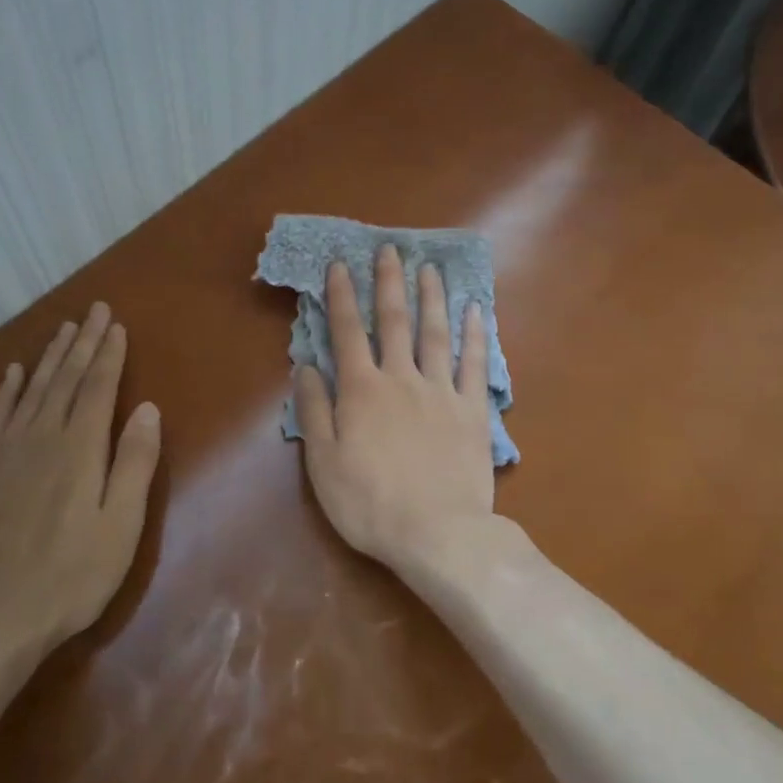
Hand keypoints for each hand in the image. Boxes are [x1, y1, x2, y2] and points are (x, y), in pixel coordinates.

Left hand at [0, 303, 162, 657]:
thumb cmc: (72, 575)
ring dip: (49, 358)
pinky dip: (7, 391)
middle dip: (83, 343)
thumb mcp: (121, 524)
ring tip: (63, 330)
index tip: (115, 325)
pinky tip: (13, 374)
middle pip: (65, 380)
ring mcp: (5, 453)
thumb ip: (134, 463)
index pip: (97, 388)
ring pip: (32, 391)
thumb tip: (147, 409)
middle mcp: (41, 438)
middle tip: (93, 311)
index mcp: (80, 449)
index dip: (108, 355)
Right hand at [294, 244, 494, 567]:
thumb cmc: (369, 502)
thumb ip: (315, 410)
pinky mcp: (473, 411)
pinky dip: (476, 335)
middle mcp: (401, 378)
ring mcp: (441, 392)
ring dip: (431, 297)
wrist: (437, 533)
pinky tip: (476, 311)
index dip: (342, 296)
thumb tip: (306, 366)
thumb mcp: (323, 462)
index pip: (348, 332)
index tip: (340, 265)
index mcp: (362, 390)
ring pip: (436, 333)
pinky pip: (474, 364)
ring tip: (429, 268)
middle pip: (395, 321)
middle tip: (390, 248)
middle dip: (389, 282)